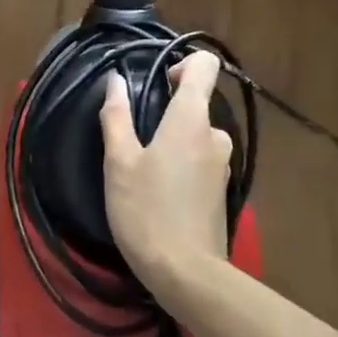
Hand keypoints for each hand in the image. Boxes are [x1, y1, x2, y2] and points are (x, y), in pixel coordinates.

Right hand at [98, 51, 234, 294]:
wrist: (186, 274)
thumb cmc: (147, 211)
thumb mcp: (120, 162)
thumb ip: (116, 116)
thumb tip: (115, 80)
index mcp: (191, 119)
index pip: (205, 67)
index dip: (183, 63)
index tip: (157, 82)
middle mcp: (215, 135)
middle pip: (197, 103)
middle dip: (168, 111)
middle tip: (135, 136)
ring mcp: (223, 164)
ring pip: (197, 135)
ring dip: (174, 141)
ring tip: (143, 168)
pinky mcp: (222, 190)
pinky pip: (201, 160)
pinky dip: (183, 164)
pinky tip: (160, 191)